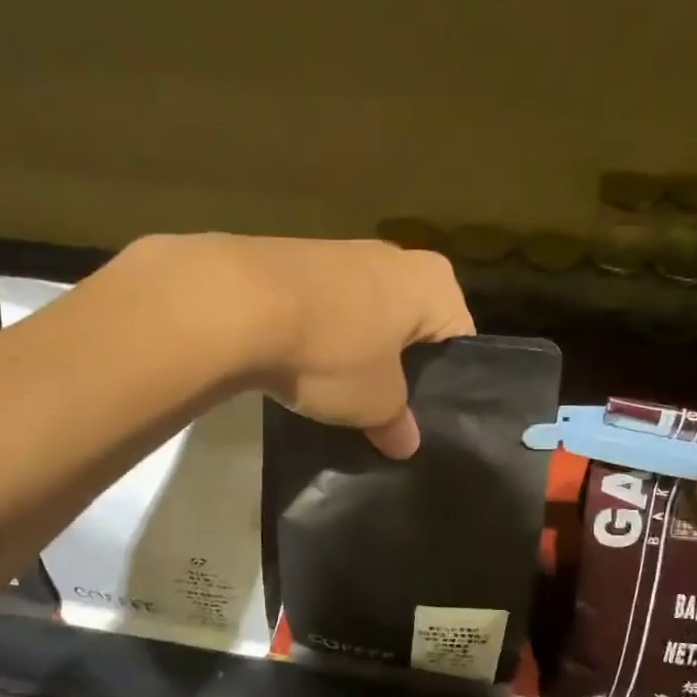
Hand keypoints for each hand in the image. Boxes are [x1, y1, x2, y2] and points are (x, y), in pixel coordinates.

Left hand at [125, 234, 474, 456]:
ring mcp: (343, 254)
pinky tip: (302, 369)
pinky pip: (325, 310)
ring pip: (366, 318)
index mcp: (435, 283)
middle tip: (386, 413)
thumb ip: (399, 422)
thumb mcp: (376, 403)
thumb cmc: (334, 350)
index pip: (459, 340)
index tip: (426, 419)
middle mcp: (396, 257)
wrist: (238, 304)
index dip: (447, 385)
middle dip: (399, 368)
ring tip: (339, 395)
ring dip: (356, 353)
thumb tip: (406, 443)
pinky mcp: (296, 261)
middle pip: (411, 326)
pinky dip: (319, 338)